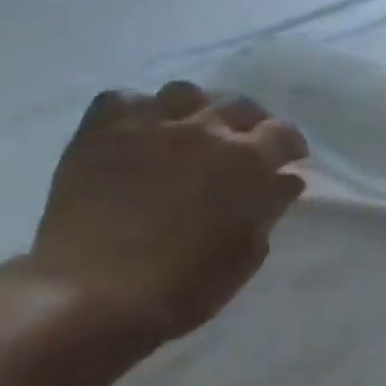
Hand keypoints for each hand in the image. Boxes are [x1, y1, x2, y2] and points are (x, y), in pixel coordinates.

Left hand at [26, 81, 308, 344]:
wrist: (96, 294)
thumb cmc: (187, 283)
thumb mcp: (247, 251)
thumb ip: (269, 207)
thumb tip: (286, 180)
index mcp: (247, 161)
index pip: (283, 132)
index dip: (290, 145)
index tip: (289, 160)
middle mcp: (204, 130)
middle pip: (238, 105)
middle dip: (250, 123)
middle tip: (245, 146)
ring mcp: (148, 126)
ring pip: (184, 92)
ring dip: (198, 109)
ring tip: (192, 132)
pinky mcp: (99, 133)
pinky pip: (123, 98)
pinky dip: (138, 110)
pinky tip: (140, 133)